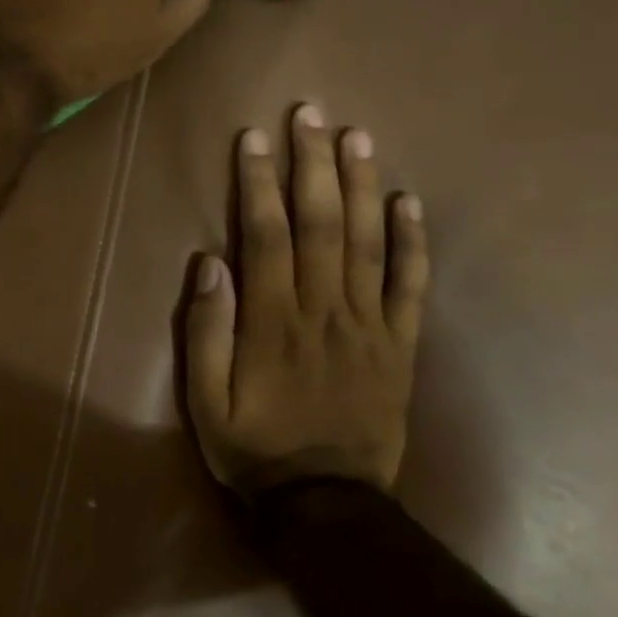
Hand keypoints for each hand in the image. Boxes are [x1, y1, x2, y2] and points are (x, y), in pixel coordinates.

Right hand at [184, 105, 429, 493]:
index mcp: (273, 323)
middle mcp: (325, 312)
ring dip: (362, 185)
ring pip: (369, 243)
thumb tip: (208, 264)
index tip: (255, 140)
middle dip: (313, 165)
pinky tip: (408, 200)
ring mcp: (370, 326)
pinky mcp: (400, 345)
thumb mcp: (205, 400)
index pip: (268, 237)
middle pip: (323, 225)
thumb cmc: (254, 448)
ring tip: (356, 136)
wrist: (327, 502)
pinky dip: (413, 241)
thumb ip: (206, 332)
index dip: (260, 184)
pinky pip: (411, 285)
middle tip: (311, 114)